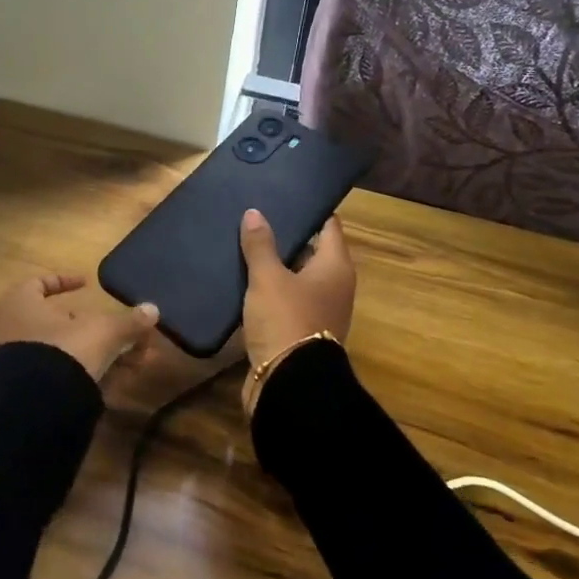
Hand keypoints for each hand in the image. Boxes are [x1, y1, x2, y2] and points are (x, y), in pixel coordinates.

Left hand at [0, 274, 158, 383]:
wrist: (32, 411)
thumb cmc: (63, 351)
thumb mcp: (102, 332)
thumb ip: (127, 322)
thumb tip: (153, 310)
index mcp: (20, 303)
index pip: (40, 283)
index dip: (65, 282)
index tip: (87, 285)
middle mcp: (10, 329)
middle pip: (58, 322)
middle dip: (95, 328)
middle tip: (122, 333)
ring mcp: (14, 363)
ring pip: (62, 352)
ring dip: (96, 354)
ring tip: (131, 363)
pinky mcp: (22, 391)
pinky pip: (56, 376)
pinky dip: (84, 375)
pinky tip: (112, 385)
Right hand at [239, 209, 356, 374]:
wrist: (288, 383)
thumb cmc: (286, 319)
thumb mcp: (268, 278)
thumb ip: (260, 245)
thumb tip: (254, 213)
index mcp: (335, 267)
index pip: (328, 226)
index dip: (309, 210)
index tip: (284, 196)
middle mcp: (333, 286)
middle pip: (311, 251)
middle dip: (286, 236)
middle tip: (255, 216)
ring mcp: (318, 310)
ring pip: (295, 276)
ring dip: (274, 264)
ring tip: (244, 243)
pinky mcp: (299, 330)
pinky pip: (285, 299)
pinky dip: (268, 289)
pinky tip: (243, 279)